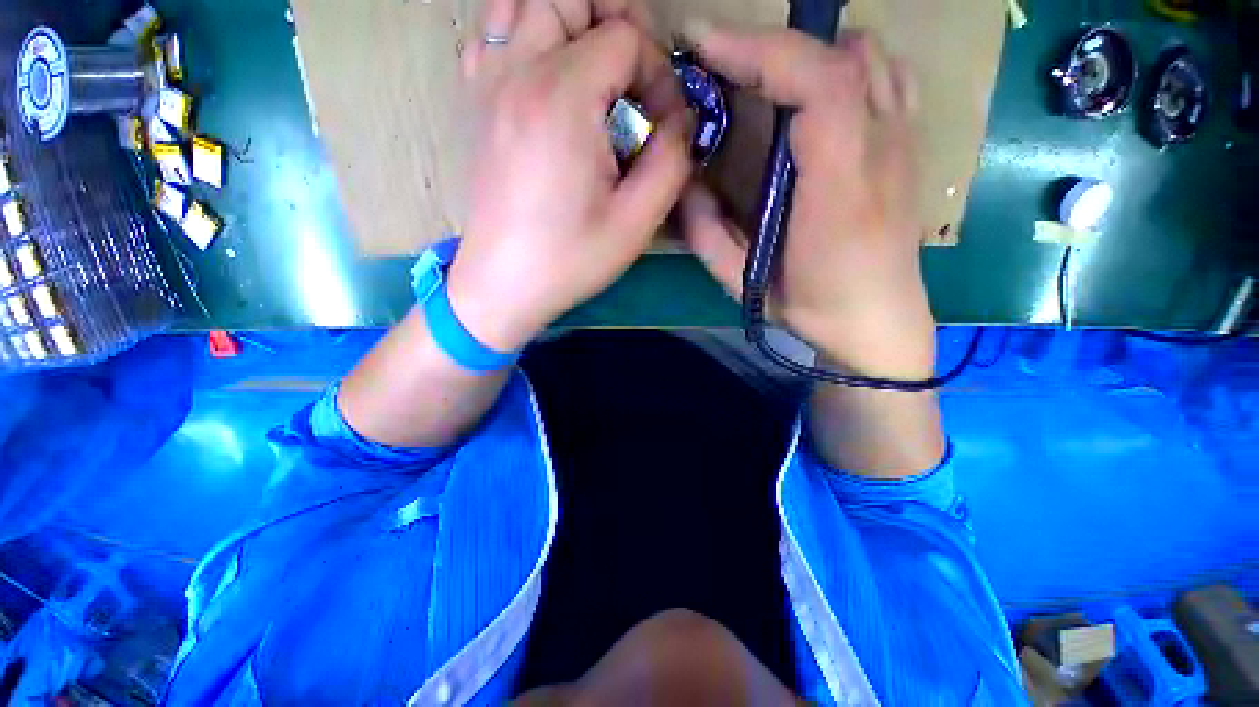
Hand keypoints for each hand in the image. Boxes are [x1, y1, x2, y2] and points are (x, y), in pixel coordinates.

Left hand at [448, 0, 691, 351]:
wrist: (504, 285)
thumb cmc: (570, 260)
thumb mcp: (637, 221)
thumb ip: (672, 158)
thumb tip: (679, 119)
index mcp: (561, 97)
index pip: (623, 36)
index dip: (657, 72)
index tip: (662, 122)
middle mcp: (516, 71)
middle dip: (615, 20)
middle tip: (636, 74)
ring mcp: (487, 84)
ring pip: (523, 2)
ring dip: (569, 18)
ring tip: (597, 67)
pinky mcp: (476, 104)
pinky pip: (493, 35)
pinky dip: (526, 33)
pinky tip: (548, 74)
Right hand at [681, 27, 935, 378]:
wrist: (878, 321)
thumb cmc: (812, 306)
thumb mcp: (745, 282)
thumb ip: (707, 236)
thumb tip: (684, 187)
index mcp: (839, 185)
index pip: (814, 81)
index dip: (755, 48)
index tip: (701, 42)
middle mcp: (882, 146)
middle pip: (839, 53)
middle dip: (770, 46)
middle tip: (721, 63)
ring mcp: (904, 139)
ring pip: (869, 55)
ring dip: (810, 53)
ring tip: (767, 78)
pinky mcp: (909, 145)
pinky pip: (888, 77)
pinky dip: (849, 66)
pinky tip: (820, 95)